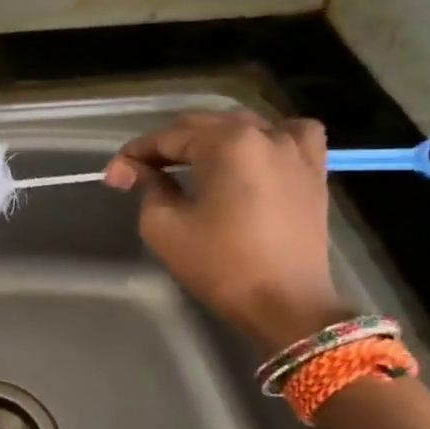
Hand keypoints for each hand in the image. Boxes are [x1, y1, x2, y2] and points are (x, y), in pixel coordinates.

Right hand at [104, 110, 352, 352]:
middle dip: (168, 146)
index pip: (168, 137)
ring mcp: (295, 150)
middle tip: (140, 172)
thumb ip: (147, 186)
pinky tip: (256, 154)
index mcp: (226, 143)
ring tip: (194, 162)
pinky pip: (293, 135)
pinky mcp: (315, 171)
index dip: (135, 154)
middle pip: (204, 126)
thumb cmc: (220, 264)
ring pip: (245, 125)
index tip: (114, 175)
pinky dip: (271, 137)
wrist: (285, 303)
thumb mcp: (164, 225)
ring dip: (213, 138)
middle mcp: (263, 134)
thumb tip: (129, 169)